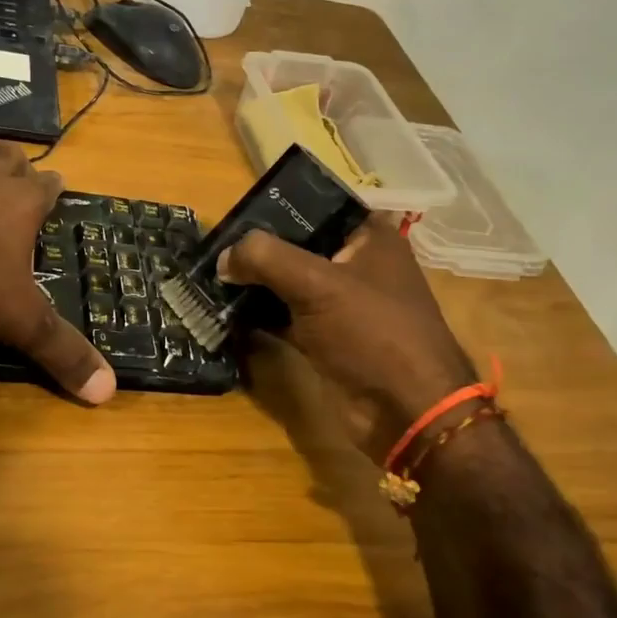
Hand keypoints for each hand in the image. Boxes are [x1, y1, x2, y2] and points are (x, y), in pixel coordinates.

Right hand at [219, 218, 475, 455]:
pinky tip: (224, 308)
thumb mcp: (317, 284)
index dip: (277, 205)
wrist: (405, 412)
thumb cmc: (372, 333)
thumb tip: (223, 257)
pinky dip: (258, 313)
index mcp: (370, 237)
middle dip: (257, 248)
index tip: (235, 212)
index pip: (317, 205)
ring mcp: (341, 303)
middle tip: (214, 246)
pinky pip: (284, 314)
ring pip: (288, 281)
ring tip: (211, 274)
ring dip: (254, 281)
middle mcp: (357, 264)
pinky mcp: (325, 337)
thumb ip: (265, 258)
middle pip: (297, 244)